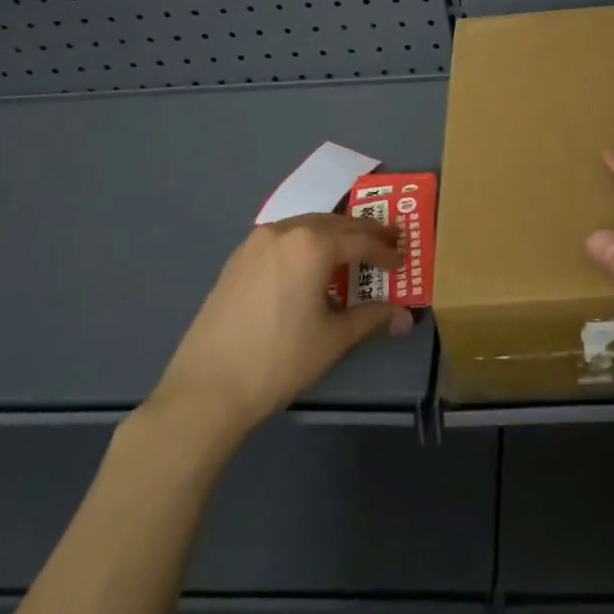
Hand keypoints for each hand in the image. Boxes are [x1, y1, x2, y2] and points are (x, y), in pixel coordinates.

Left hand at [143, 214, 414, 448]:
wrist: (207, 389)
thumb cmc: (279, 360)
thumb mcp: (334, 339)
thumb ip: (372, 318)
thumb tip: (406, 316)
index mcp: (313, 244)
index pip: (361, 240)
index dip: (385, 250)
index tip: (402, 262)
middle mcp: (285, 231)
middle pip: (335, 224)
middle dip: (363, 234)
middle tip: (386, 244)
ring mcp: (256, 242)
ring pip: (306, 227)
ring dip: (333, 235)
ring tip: (351, 253)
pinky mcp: (237, 258)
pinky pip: (282, 239)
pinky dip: (304, 244)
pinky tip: (309, 266)